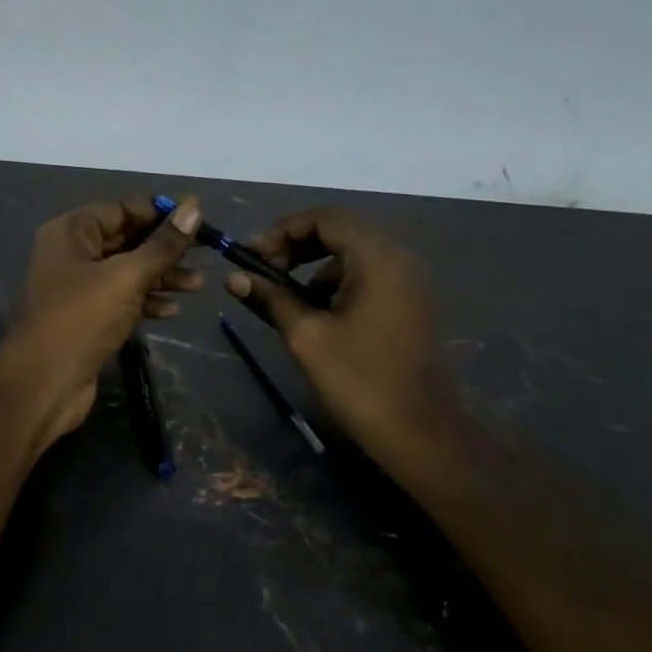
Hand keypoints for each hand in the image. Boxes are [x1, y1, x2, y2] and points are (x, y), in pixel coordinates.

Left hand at [0, 196, 203, 445]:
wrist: (43, 383)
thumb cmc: (81, 318)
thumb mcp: (127, 276)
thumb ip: (163, 245)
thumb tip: (194, 208)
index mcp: (71, 231)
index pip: (121, 209)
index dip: (159, 213)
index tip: (197, 220)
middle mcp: (71, 254)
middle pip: (126, 240)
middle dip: (164, 248)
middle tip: (204, 254)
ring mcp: (77, 288)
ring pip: (126, 272)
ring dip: (161, 276)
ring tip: (198, 285)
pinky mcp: (86, 318)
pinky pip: (121, 299)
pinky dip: (146, 301)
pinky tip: (172, 310)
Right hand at [226, 209, 458, 461]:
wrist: (419, 433)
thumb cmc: (358, 379)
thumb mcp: (305, 336)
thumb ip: (270, 298)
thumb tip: (233, 277)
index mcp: (376, 258)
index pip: (323, 219)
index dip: (282, 231)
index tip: (251, 257)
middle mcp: (397, 259)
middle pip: (339, 231)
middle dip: (295, 245)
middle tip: (262, 271)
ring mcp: (407, 282)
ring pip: (351, 254)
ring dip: (312, 264)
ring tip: (282, 294)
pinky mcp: (407, 304)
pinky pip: (366, 275)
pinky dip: (334, 282)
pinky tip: (315, 313)